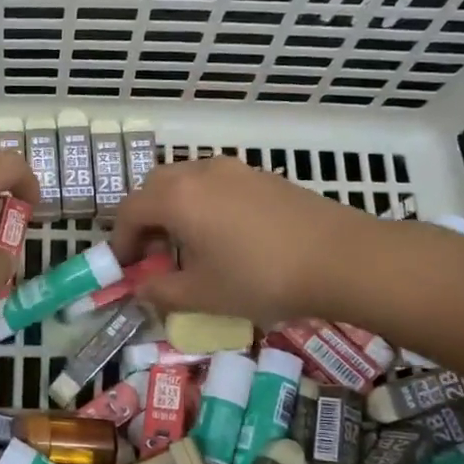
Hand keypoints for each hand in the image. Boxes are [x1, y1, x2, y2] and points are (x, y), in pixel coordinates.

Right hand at [112, 156, 380, 327]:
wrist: (342, 258)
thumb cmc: (260, 278)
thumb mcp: (202, 295)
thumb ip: (161, 292)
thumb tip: (141, 288)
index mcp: (176, 198)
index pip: (130, 211)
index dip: (120, 241)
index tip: (126, 267)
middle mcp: (199, 172)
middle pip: (155, 188)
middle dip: (145, 219)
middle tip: (154, 254)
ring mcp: (234, 169)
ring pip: (186, 181)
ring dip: (174, 208)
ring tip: (189, 245)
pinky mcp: (262, 175)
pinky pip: (216, 183)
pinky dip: (203, 203)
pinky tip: (225, 235)